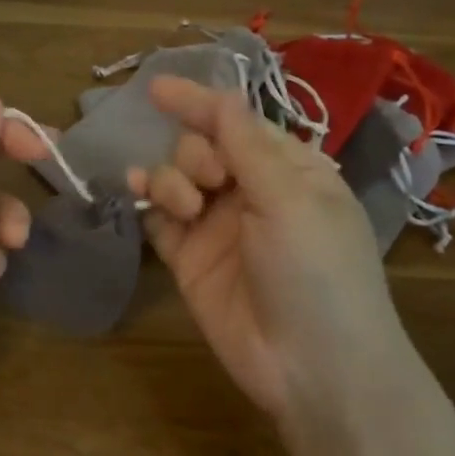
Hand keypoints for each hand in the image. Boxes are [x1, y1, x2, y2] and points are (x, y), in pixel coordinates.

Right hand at [128, 77, 422, 431]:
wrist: (312, 368)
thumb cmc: (317, 272)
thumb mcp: (291, 200)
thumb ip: (247, 146)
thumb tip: (221, 96)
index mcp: (290, 170)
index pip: (238, 123)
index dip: (199, 103)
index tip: (156, 88)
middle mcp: (251, 193)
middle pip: (201, 148)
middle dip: (195, 153)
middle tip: (211, 181)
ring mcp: (217, 227)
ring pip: (175, 179)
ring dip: (170, 179)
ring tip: (185, 207)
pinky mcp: (189, 260)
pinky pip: (158, 218)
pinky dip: (147, 203)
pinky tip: (137, 195)